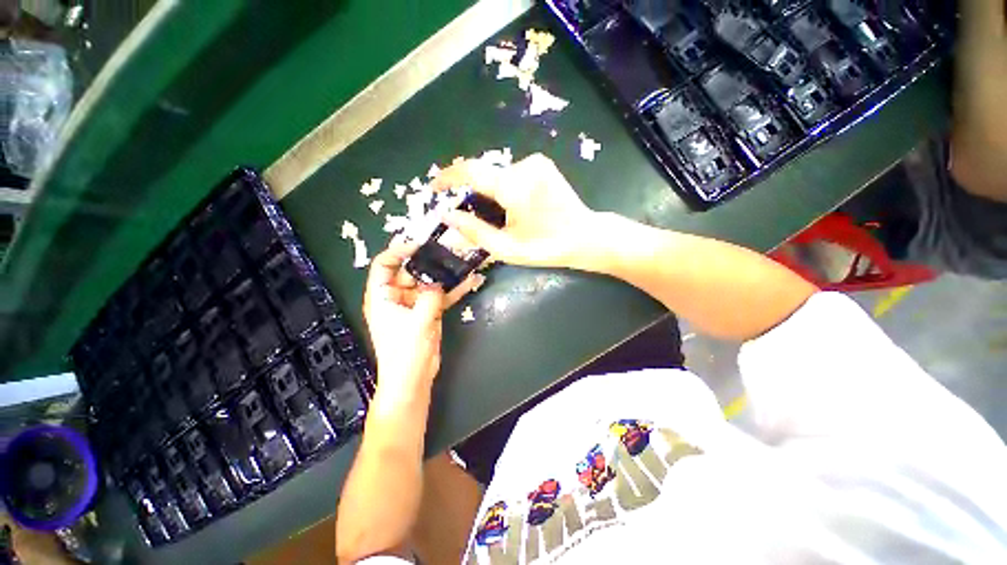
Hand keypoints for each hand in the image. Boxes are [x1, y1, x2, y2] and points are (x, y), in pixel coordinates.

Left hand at [363, 238, 482, 401]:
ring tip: (461, 259)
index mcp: (382, 296)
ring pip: (429, 282)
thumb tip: (438, 281)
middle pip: (411, 270)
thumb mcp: (418, 321)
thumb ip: (429, 296)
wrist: (413, 379)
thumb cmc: (405, 352)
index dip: (399, 251)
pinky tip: (470, 281)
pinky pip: (441, 296)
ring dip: (444, 274)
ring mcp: (415, 304)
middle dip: (429, 260)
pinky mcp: (429, 312)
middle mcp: (397, 296)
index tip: (420, 244)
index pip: (384, 264)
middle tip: (448, 247)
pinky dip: (454, 290)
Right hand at [432, 153, 595, 267]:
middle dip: (471, 190)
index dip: (447, 177)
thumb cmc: (546, 247)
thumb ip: (474, 231)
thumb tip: (447, 215)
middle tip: (467, 213)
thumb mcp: (506, 247)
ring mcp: (536, 162)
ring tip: (494, 216)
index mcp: (513, 186)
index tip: (434, 188)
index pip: (470, 171)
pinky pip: (512, 173)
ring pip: (498, 174)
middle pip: (484, 173)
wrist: (585, 236)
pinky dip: (503, 187)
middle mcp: (523, 165)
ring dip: (489, 191)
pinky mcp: (543, 165)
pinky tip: (511, 207)